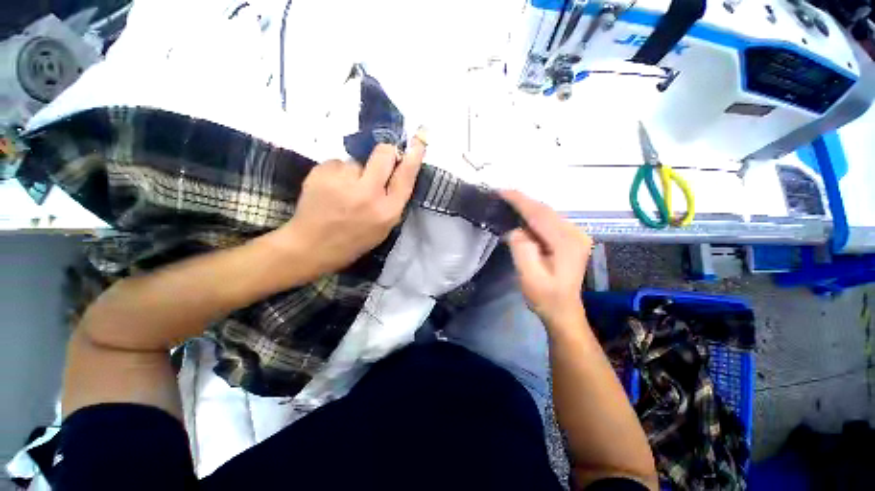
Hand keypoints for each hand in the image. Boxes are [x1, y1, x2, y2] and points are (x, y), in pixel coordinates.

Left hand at [269, 138, 425, 279]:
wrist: (312, 246)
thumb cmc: (353, 240)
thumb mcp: (383, 227)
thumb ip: (393, 200)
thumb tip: (397, 171)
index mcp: (387, 211)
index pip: (406, 176)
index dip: (414, 155)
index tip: (418, 139)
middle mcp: (369, 194)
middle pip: (384, 153)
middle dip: (385, 153)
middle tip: (377, 164)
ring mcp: (343, 182)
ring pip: (357, 161)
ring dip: (355, 171)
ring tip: (344, 190)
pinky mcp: (321, 173)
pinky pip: (338, 163)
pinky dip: (337, 173)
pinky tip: (330, 189)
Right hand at [501, 190, 592, 327]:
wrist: (563, 310)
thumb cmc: (545, 297)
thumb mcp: (529, 277)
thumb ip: (522, 249)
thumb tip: (515, 230)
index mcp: (567, 242)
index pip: (539, 214)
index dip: (519, 201)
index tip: (501, 191)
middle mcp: (575, 233)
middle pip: (545, 210)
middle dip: (522, 201)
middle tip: (501, 196)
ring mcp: (576, 235)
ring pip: (547, 214)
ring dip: (527, 208)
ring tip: (508, 204)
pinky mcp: (571, 238)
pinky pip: (549, 221)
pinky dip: (533, 216)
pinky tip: (522, 218)